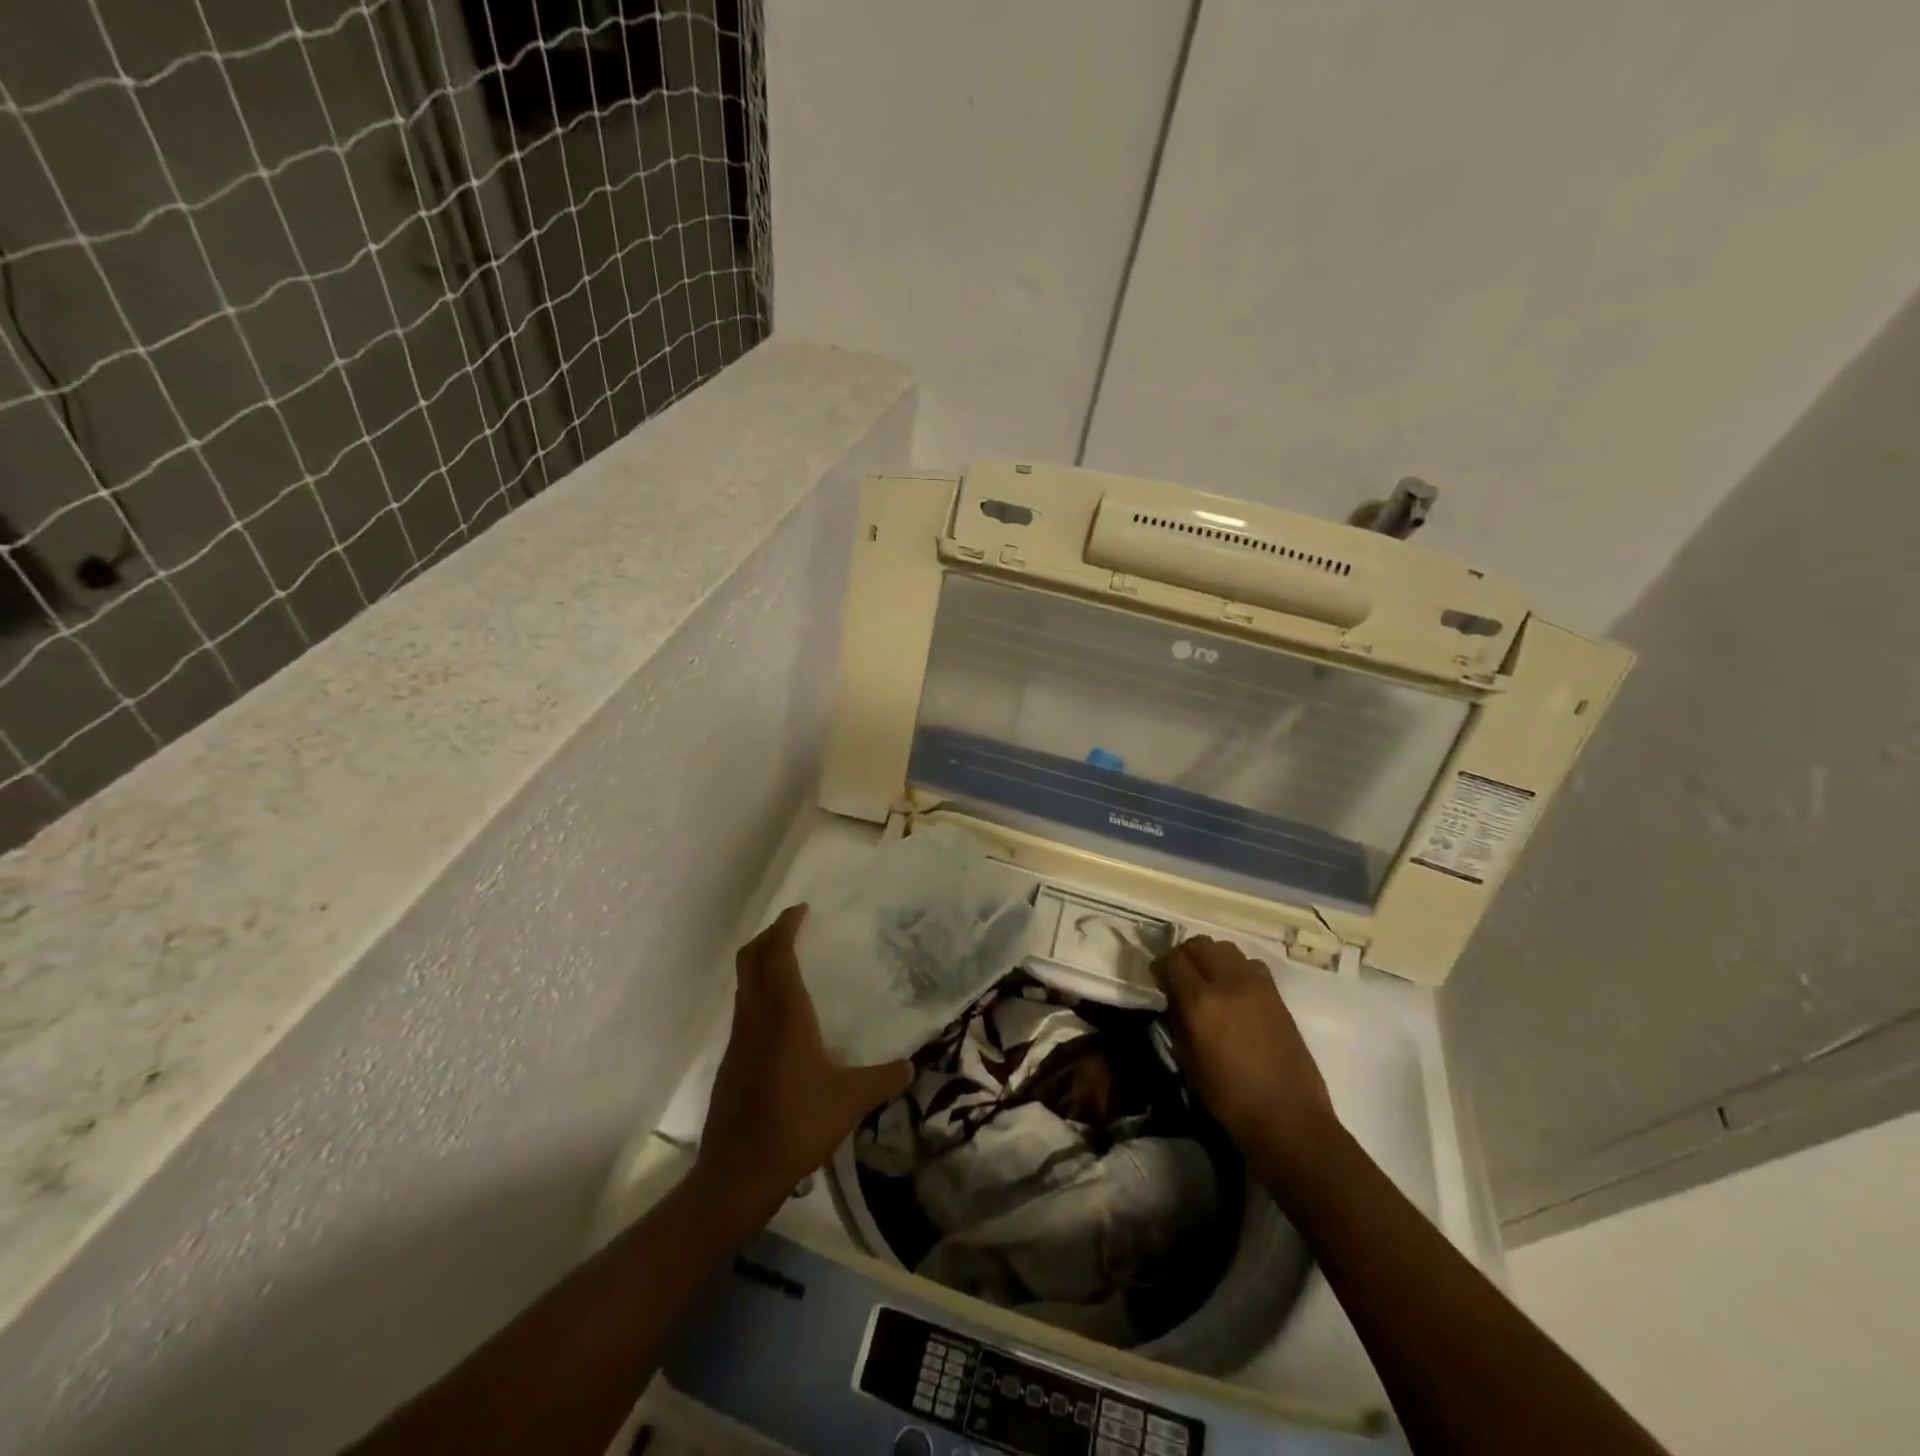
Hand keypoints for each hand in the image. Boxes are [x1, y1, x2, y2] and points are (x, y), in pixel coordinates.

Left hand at [695, 905, 910, 1222]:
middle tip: (794, 929)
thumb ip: (883, 1078)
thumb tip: (911, 1067)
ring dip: (762, 964)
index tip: (801, 910)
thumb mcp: (851, 1100)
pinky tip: (783, 1019)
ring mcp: (738, 1038)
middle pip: (751, 958)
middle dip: (769, 936)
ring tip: (792, 966)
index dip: (786, 926)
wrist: (737, 1174)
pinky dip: (759, 994)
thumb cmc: (797, 1124)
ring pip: (744, 984)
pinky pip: (744, 1009)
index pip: (777, 952)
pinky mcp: (730, 1060)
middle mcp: (755, 1016)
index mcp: (783, 1013)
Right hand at [1153, 935, 1335, 1152]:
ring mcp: (1256, 984)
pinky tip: (1234, 991)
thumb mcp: (1187, 1058)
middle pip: (1199, 943)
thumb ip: (1177, 1017)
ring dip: (1211, 957)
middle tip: (1180, 977)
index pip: (1173, 959)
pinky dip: (1236, 968)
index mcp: (1200, 1001)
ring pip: (1225, 948)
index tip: (1159, 981)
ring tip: (1208, 981)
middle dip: (1184, 956)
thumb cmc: (1228, 1096)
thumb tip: (1173, 995)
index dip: (1161, 967)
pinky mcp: (1276, 993)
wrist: (1287, 1116)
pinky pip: (1249, 963)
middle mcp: (1228, 982)